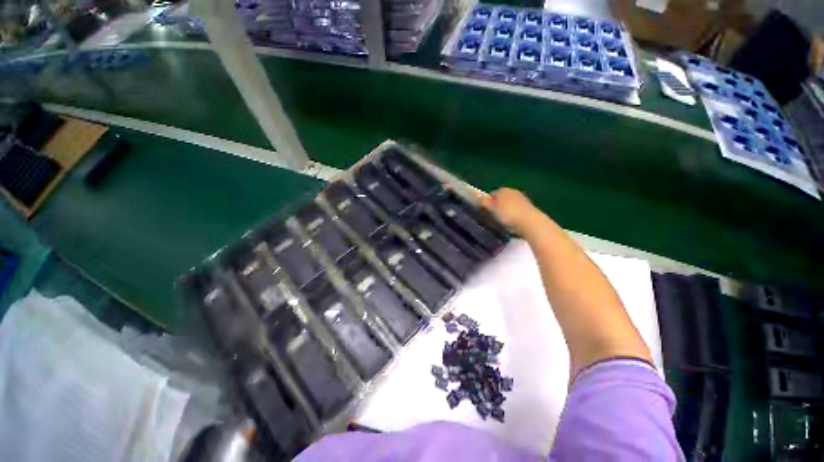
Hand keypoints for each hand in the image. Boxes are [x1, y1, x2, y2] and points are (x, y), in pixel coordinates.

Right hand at [480, 188, 538, 233]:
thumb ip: (483, 202)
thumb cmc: (507, 214)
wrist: (530, 222)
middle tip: (492, 218)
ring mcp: (522, 199)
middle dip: (497, 207)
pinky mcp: (529, 208)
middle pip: (501, 199)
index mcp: (502, 189)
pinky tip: (512, 224)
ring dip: (506, 211)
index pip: (491, 194)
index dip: (486, 203)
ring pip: (509, 204)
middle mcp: (513, 191)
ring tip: (502, 222)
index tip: (484, 213)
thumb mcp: (491, 208)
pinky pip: (517, 211)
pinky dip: (514, 216)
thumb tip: (476, 196)